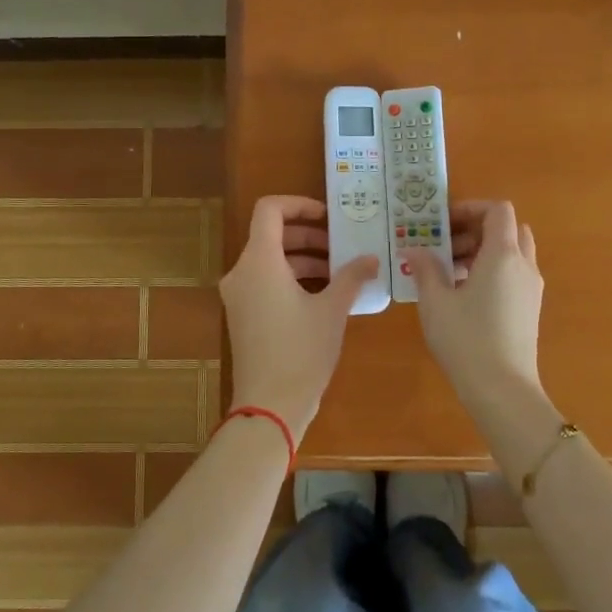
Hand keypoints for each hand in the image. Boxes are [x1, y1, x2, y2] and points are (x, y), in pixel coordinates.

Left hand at [220, 196, 379, 441]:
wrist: (268, 407)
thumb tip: (372, 258)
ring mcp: (239, 295)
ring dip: (304, 260)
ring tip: (339, 274)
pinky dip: (292, 279)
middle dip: (309, 237)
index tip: (327, 217)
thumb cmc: (301, 351)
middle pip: (272, 235)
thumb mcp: (333, 311)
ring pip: (270, 261)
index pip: (270, 210)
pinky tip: (323, 297)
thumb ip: (352, 277)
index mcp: (259, 261)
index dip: (299, 204)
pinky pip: (266, 282)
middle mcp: (242, 272)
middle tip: (341, 247)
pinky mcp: (243, 316)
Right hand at [405, 200, 544, 412]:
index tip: (444, 222)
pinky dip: (492, 271)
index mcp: (503, 254)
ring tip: (448, 272)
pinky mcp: (530, 308)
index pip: (498, 210)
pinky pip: (514, 274)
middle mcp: (524, 265)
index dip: (471, 208)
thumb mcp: (435, 302)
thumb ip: (425, 269)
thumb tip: (414, 249)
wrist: (503, 391)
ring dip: (483, 251)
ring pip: (512, 253)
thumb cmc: (466, 339)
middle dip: (476, 230)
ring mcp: (531, 288)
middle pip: (508, 229)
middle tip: (445, 246)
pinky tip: (463, 294)